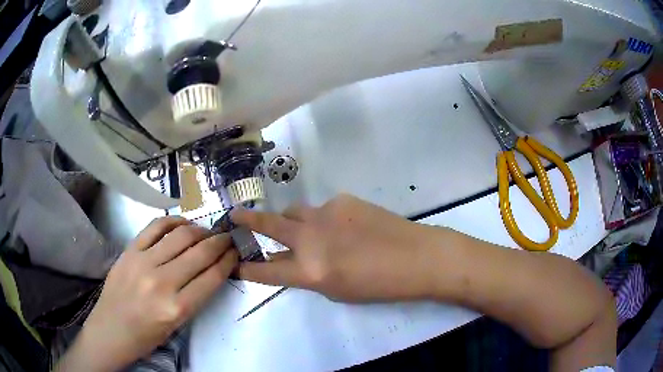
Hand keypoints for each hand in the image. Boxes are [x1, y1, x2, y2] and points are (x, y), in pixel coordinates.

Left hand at [57, 217, 237, 371]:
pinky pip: (154, 227)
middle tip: (227, 238)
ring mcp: (142, 262)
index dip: (228, 260)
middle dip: (219, 242)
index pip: (212, 276)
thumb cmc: (146, 336)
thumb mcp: (177, 325)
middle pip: (199, 253)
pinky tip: (182, 223)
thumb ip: (194, 297)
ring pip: (180, 236)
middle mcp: (161, 282)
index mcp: (176, 308)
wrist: (111, 330)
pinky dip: (173, 221)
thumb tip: (210, 270)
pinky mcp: (129, 251)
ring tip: (206, 232)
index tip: (236, 252)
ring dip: (199, 230)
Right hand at [232, 194, 439, 301]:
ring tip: (303, 229)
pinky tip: (346, 227)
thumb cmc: (378, 285)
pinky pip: (323, 209)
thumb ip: (307, 274)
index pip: (266, 270)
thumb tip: (290, 260)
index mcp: (309, 270)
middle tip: (235, 216)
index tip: (235, 263)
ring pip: (295, 212)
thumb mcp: (335, 290)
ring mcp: (325, 213)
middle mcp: (310, 238)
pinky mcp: (342, 200)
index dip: (248, 268)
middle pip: (268, 224)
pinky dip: (325, 219)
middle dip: (247, 220)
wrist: (416, 257)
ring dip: (291, 221)